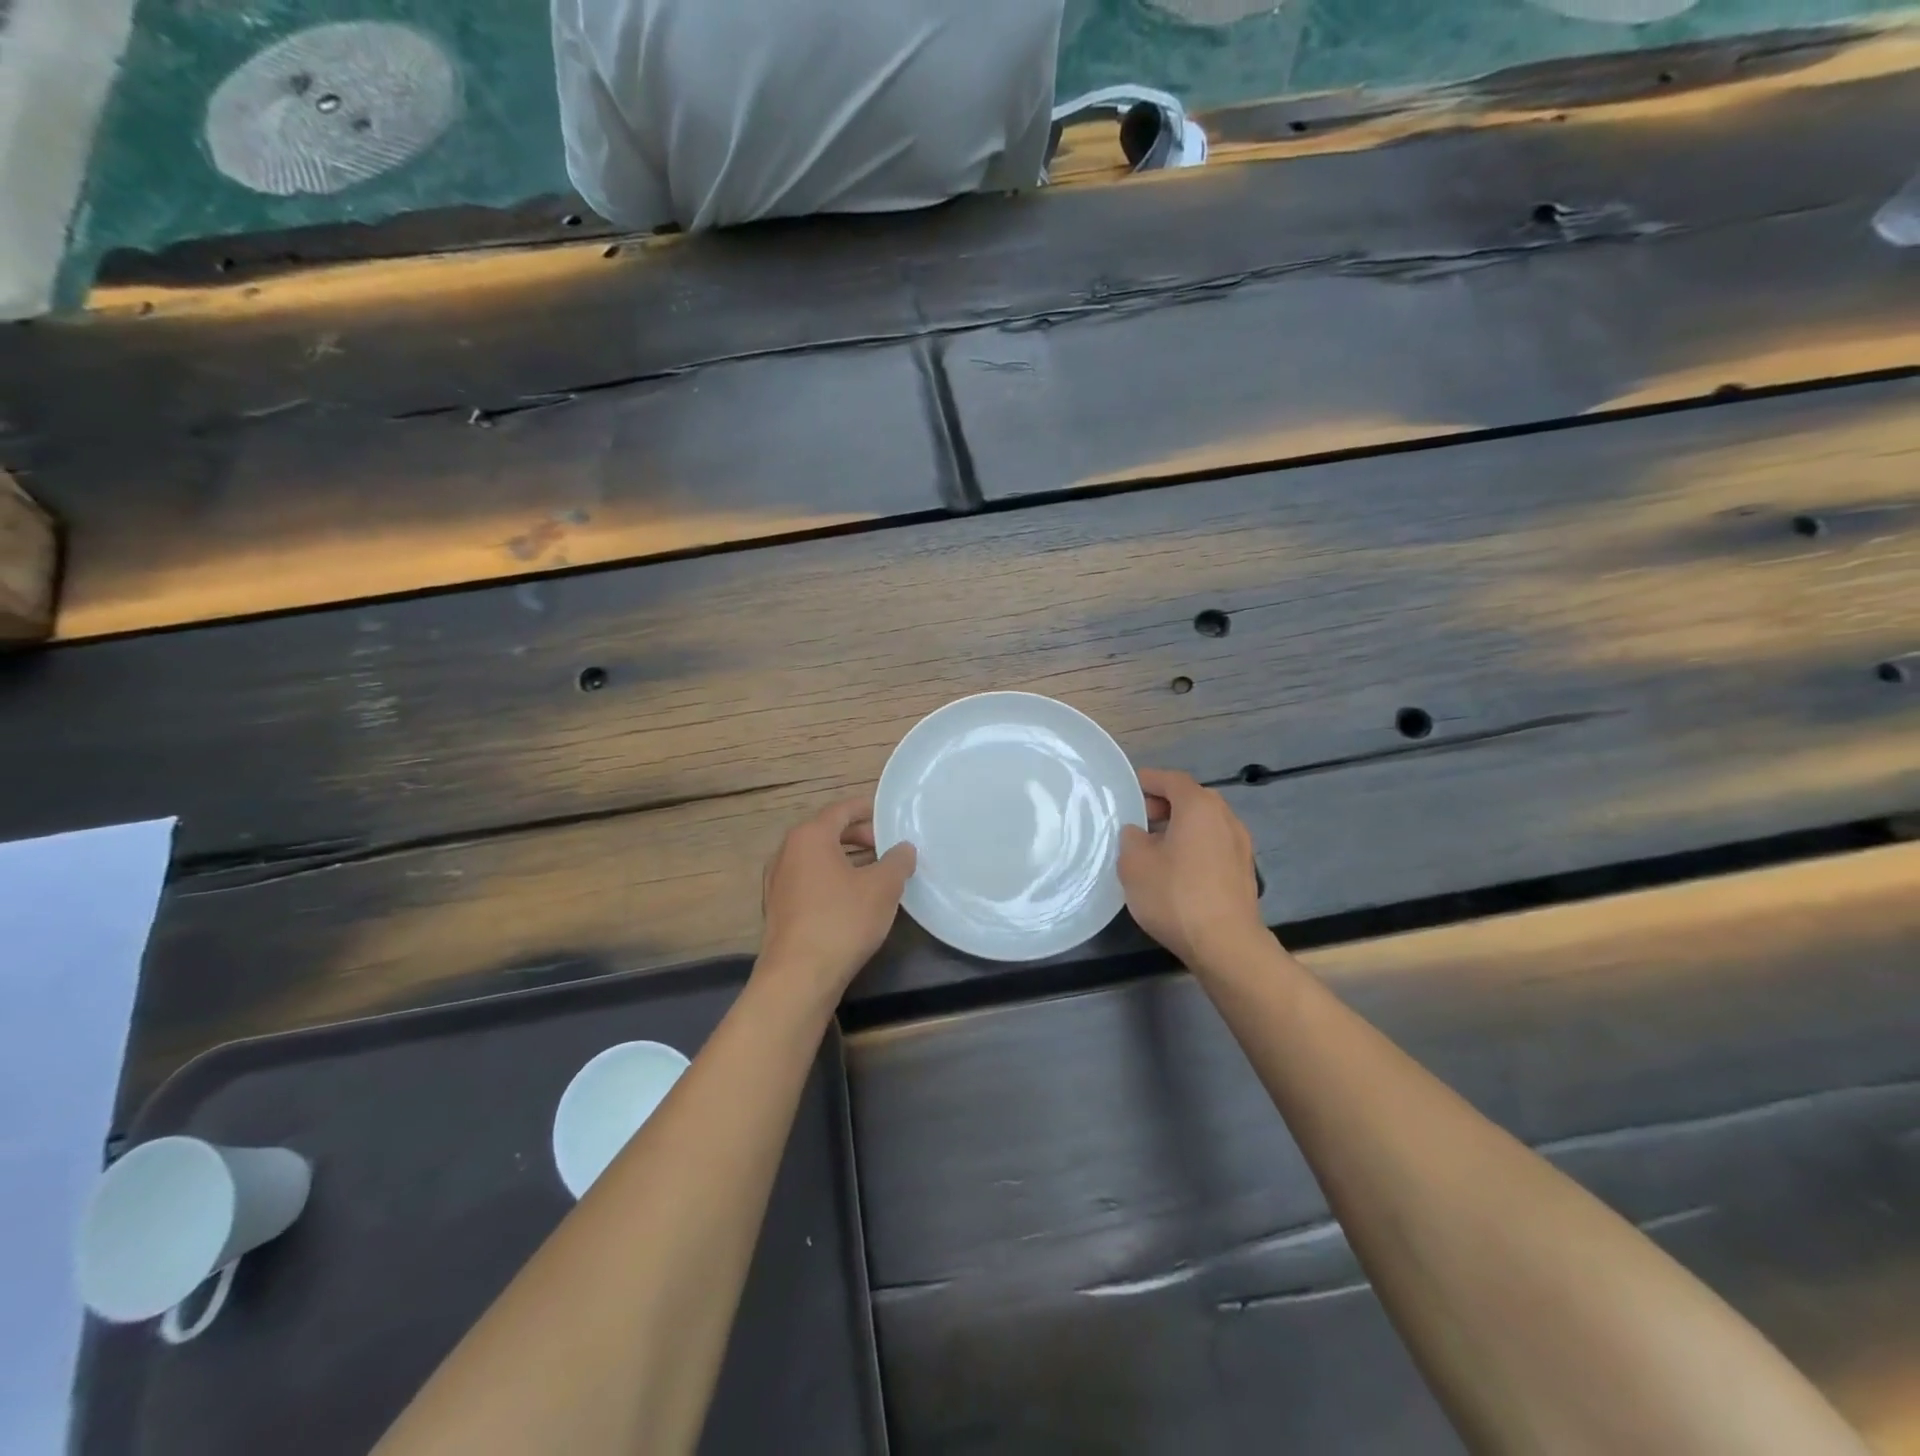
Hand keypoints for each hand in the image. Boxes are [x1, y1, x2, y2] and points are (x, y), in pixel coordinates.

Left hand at [759, 797, 915, 999]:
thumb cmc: (842, 920)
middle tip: (888, 847)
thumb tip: (904, 848)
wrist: (798, 976)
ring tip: (877, 873)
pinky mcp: (779, 908)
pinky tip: (854, 898)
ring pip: (818, 859)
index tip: (890, 816)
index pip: (841, 810)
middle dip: (860, 836)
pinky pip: (810, 881)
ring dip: (847, 860)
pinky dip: (832, 880)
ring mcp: (778, 881)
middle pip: (828, 832)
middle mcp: (787, 852)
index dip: (868, 810)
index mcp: (809, 836)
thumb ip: (897, 861)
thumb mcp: (883, 887)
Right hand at [1119, 768, 1265, 971]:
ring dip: (1179, 829)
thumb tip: (1139, 833)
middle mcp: (1225, 818)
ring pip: (1204, 824)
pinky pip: (1213, 846)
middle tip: (1137, 821)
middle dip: (1163, 805)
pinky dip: (1193, 848)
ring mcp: (1240, 845)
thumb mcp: (1134, 863)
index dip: (1148, 780)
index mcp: (1199, 806)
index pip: (1171, 779)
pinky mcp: (1244, 872)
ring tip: (1153, 848)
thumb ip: (1131, 838)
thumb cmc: (1176, 895)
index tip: (1128, 788)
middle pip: (1191, 799)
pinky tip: (1176, 872)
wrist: (1226, 945)